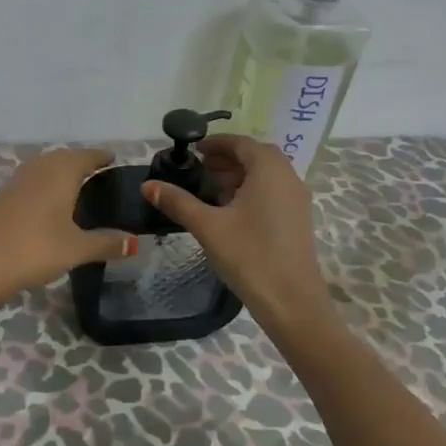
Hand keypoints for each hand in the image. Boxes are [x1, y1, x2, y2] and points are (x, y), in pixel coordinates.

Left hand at [0, 148, 131, 305]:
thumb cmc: (34, 249)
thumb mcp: (76, 249)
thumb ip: (106, 243)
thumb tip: (136, 242)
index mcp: (60, 172)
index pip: (87, 156)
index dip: (102, 157)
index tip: (114, 159)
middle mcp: (39, 168)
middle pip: (64, 158)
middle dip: (81, 163)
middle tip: (99, 175)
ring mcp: (17, 182)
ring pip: (45, 168)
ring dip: (61, 173)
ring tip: (77, 188)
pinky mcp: (1, 198)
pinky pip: (32, 182)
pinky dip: (45, 186)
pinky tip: (49, 205)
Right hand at [140, 134, 335, 336]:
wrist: (292, 302)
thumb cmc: (250, 256)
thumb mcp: (208, 226)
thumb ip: (178, 202)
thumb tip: (147, 185)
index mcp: (269, 170)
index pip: (241, 142)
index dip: (216, 143)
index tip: (193, 150)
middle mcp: (288, 177)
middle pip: (255, 156)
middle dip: (227, 158)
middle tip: (200, 169)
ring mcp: (297, 199)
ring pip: (266, 175)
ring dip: (239, 175)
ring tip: (211, 190)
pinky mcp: (298, 219)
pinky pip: (274, 191)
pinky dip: (252, 190)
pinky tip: (231, 212)